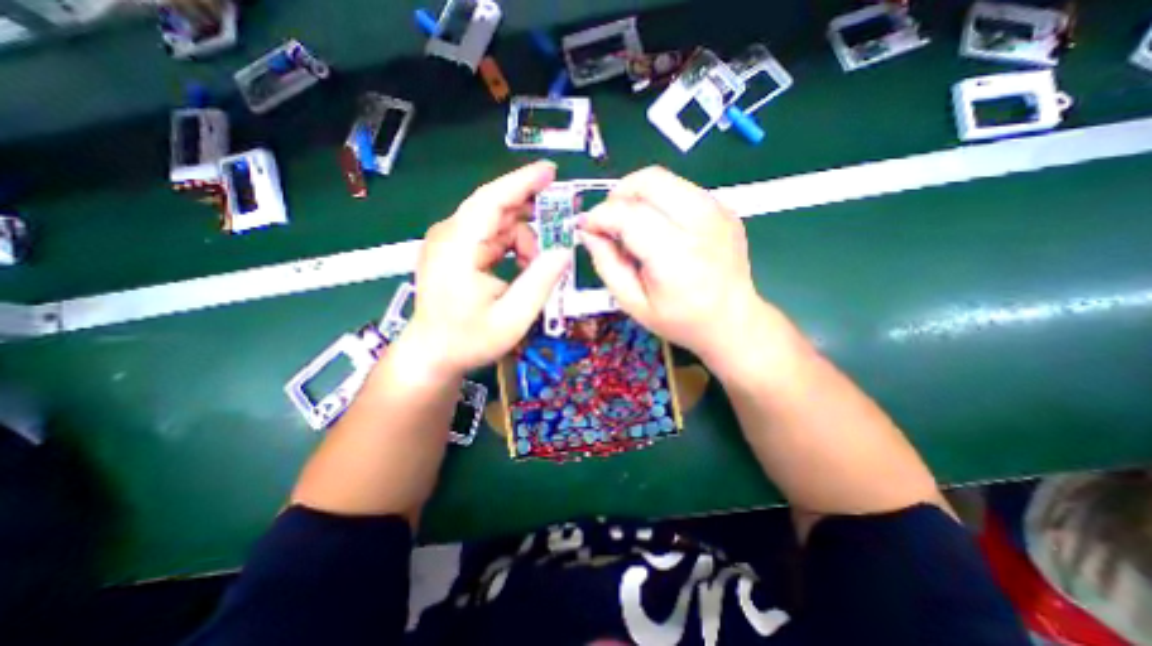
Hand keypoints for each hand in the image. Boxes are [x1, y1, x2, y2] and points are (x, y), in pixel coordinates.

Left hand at [401, 162, 571, 378]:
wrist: (432, 355)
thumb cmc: (468, 340)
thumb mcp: (512, 318)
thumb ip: (540, 282)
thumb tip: (564, 251)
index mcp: (458, 247)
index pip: (491, 200)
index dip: (522, 182)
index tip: (551, 171)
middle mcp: (451, 236)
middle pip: (497, 209)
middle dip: (532, 216)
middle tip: (560, 229)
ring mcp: (452, 243)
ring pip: (498, 224)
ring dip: (524, 240)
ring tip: (537, 267)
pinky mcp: (457, 251)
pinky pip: (492, 237)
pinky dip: (513, 247)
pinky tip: (524, 267)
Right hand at [582, 167, 786, 372]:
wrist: (733, 321)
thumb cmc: (679, 320)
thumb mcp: (633, 303)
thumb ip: (607, 264)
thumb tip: (589, 232)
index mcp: (675, 256)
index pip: (629, 214)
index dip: (600, 215)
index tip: (587, 227)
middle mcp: (700, 224)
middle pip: (649, 181)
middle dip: (619, 194)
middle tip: (610, 221)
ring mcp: (717, 212)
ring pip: (665, 179)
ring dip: (638, 196)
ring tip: (632, 224)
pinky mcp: (724, 208)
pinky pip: (681, 190)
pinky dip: (660, 201)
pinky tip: (659, 228)